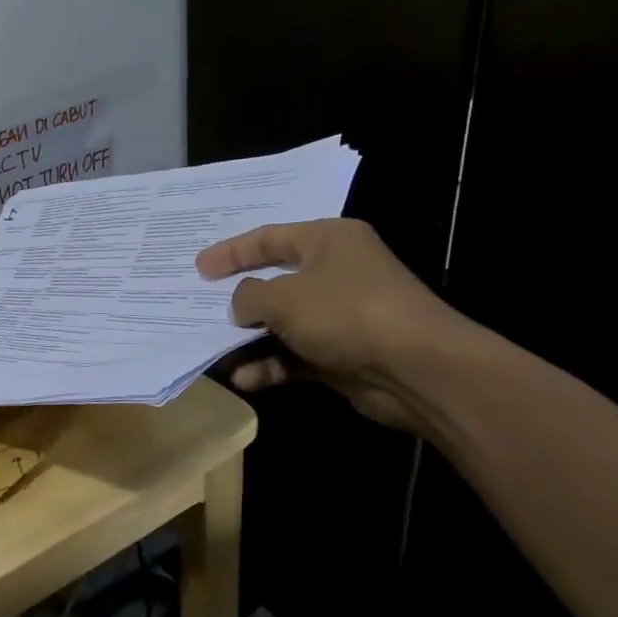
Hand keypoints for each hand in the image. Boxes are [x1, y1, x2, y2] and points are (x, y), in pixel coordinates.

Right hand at [195, 218, 462, 430]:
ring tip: (216, 350)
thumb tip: (239, 307)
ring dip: (250, 339)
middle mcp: (336, 272)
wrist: (419, 370)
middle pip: (274, 281)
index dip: (230, 252)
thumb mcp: (283, 297)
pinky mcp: (343, 354)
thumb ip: (248, 296)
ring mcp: (341, 315)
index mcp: (328, 240)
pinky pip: (295, 354)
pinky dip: (271, 364)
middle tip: (200, 307)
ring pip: (282, 323)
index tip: (198, 268)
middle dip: (238, 300)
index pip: (268, 238)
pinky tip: (246, 378)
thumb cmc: (346, 312)